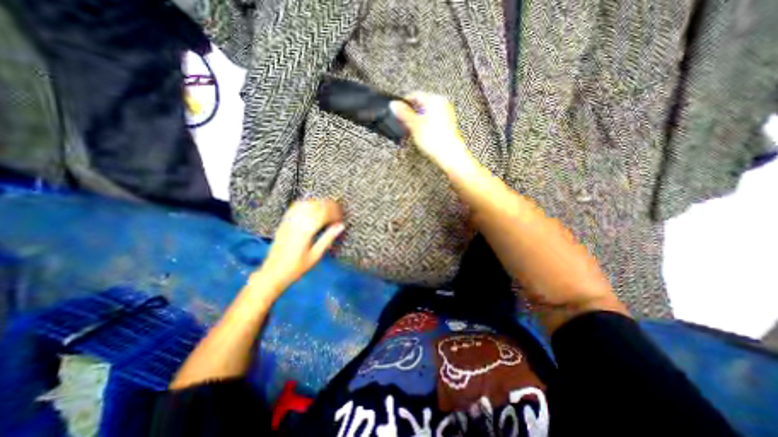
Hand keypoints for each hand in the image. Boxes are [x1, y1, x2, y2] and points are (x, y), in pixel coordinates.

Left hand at [257, 199, 343, 291]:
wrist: (273, 271)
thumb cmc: (297, 267)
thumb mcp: (316, 255)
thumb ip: (328, 238)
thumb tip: (341, 225)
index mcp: (305, 231)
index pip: (323, 214)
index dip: (334, 213)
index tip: (341, 218)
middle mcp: (297, 222)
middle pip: (316, 206)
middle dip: (329, 206)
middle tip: (338, 211)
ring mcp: (289, 220)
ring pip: (307, 203)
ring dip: (319, 203)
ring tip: (328, 208)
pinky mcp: (284, 221)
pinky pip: (296, 206)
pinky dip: (307, 203)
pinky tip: (314, 206)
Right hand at [387, 91, 467, 166]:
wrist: (449, 155)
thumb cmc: (436, 140)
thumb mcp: (414, 125)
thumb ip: (403, 113)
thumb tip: (394, 105)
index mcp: (435, 100)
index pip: (415, 95)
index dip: (403, 104)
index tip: (397, 113)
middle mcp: (442, 105)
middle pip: (420, 106)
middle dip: (410, 116)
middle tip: (403, 125)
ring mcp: (445, 116)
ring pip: (425, 116)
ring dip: (416, 123)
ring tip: (410, 133)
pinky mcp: (445, 127)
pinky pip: (430, 124)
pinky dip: (423, 128)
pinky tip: (420, 137)